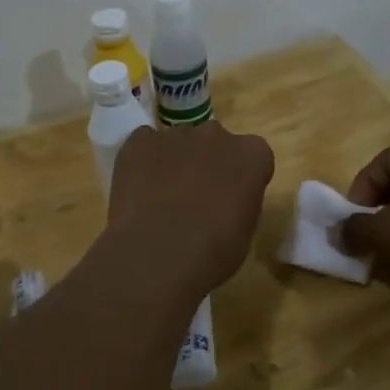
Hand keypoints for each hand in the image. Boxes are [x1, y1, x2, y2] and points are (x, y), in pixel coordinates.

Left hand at [106, 122, 275, 298]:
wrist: (156, 254)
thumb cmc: (211, 252)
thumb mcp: (244, 232)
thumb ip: (239, 200)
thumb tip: (223, 199)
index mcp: (251, 155)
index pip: (253, 156)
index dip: (240, 177)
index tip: (231, 199)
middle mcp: (215, 135)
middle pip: (214, 143)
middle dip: (207, 163)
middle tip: (194, 198)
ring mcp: (175, 134)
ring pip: (178, 143)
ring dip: (174, 163)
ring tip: (159, 200)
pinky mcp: (139, 140)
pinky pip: (144, 144)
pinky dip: (142, 162)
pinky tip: (137, 191)